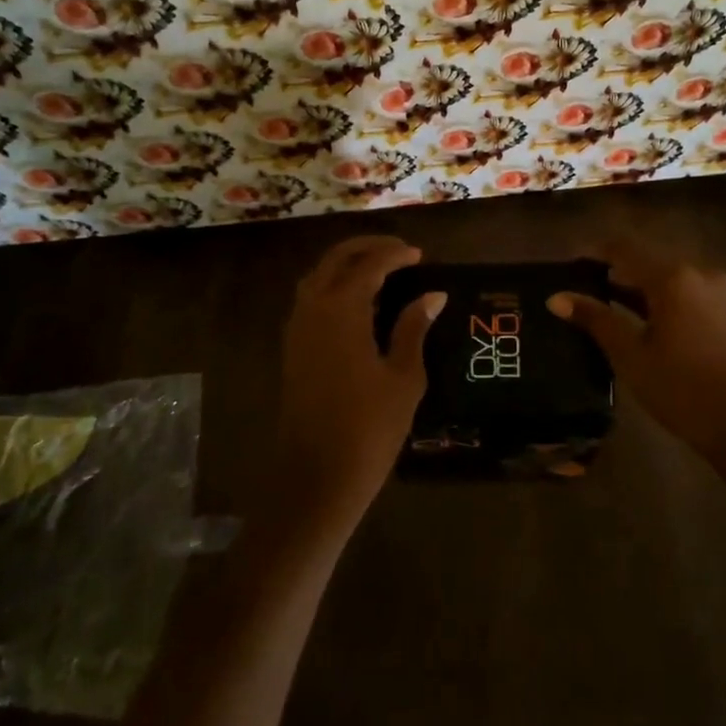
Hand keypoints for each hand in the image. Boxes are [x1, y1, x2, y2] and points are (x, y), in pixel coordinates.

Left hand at [269, 235, 445, 537]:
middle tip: (399, 251)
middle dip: (367, 248)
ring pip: (319, 277)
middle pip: (336, 260)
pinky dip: (334, 287)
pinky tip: (359, 305)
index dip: (396, 255)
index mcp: (341, 310)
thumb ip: (414, 328)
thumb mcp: (403, 376)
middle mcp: (313, 309)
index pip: (370, 265)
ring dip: (347, 265)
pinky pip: (311, 300)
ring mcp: (297, 329)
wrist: (316, 478)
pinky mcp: (293, 349)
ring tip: (381, 272)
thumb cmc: (369, 427)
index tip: (420, 255)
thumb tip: (432, 295)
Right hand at [548, 241, 725, 469]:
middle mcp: (697, 271)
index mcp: (672, 276)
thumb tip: (556, 297)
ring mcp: (718, 291)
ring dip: (636, 288)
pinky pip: (684, 293)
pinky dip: (659, 300)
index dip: (592, 253)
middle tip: (579, 293)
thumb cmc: (683, 389)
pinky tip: (640, 322)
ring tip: (603, 309)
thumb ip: (595, 318)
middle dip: (613, 273)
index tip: (566, 268)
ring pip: (665, 278)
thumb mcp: (631, 354)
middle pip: (645, 260)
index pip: (622, 248)